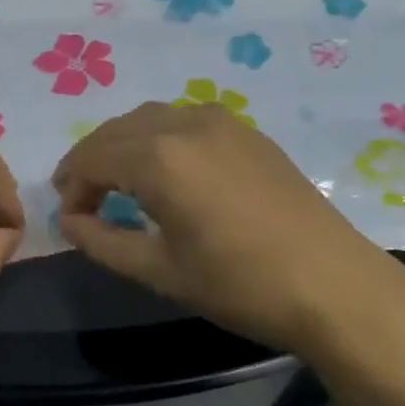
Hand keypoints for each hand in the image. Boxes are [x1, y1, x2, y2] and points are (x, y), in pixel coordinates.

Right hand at [53, 102, 404, 355]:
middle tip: (82, 201)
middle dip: (91, 161)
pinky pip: (184, 120)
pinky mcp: (248, 131)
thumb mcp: (159, 271)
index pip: (92, 158)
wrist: (336, 287)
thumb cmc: (240, 285)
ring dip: (123, 145)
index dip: (71, 186)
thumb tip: (69, 221)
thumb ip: (102, 242)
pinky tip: (166, 172)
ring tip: (118, 184)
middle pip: (116, 131)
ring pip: (150, 119)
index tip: (69, 219)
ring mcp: (222, 121)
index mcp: (159, 157)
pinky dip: (158, 138)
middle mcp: (185, 124)